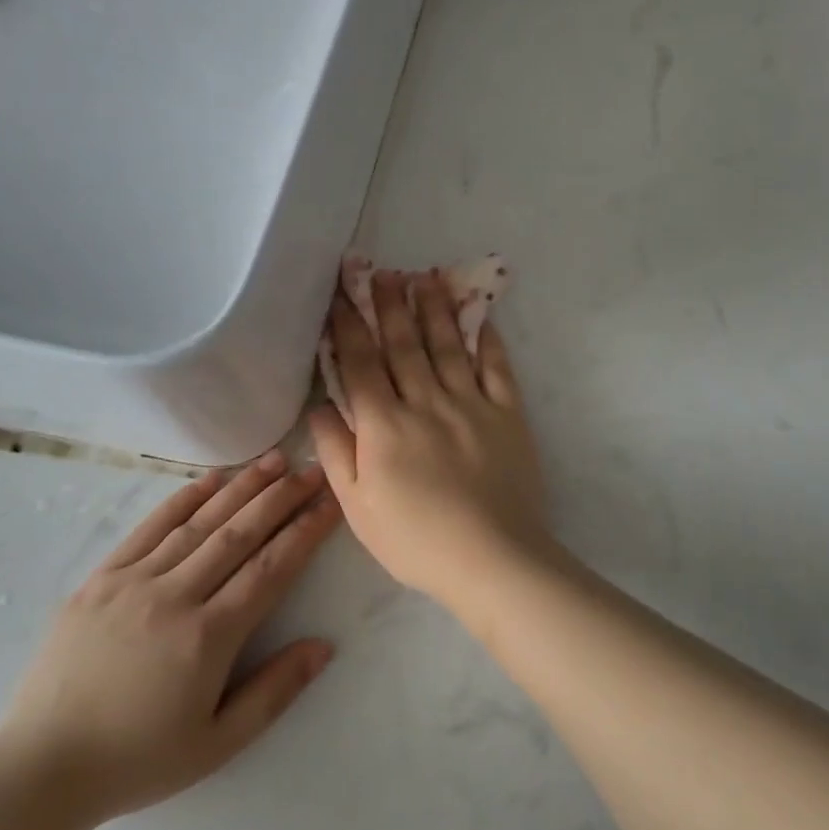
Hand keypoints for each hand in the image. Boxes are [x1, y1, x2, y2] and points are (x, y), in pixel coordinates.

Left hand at [0, 453, 338, 826]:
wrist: (40, 770)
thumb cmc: (138, 760)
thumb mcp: (218, 744)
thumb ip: (275, 692)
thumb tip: (324, 646)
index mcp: (208, 638)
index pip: (270, 569)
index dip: (306, 531)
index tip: (331, 501)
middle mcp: (174, 597)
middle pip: (240, 534)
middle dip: (282, 498)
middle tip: (313, 469)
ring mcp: (132, 582)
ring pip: (199, 523)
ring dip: (241, 488)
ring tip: (274, 460)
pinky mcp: (100, 579)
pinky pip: (149, 529)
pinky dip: (183, 500)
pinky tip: (211, 480)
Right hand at [311, 270, 550, 609]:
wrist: (492, 559)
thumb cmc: (416, 540)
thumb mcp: (358, 508)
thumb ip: (336, 453)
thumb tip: (320, 407)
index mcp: (384, 426)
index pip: (360, 363)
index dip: (348, 326)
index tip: (340, 295)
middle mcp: (426, 402)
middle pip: (403, 344)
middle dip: (389, 304)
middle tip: (380, 270)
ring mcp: (471, 404)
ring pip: (448, 345)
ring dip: (434, 308)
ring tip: (424, 277)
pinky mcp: (508, 414)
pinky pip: (497, 367)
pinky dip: (488, 339)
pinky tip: (480, 315)